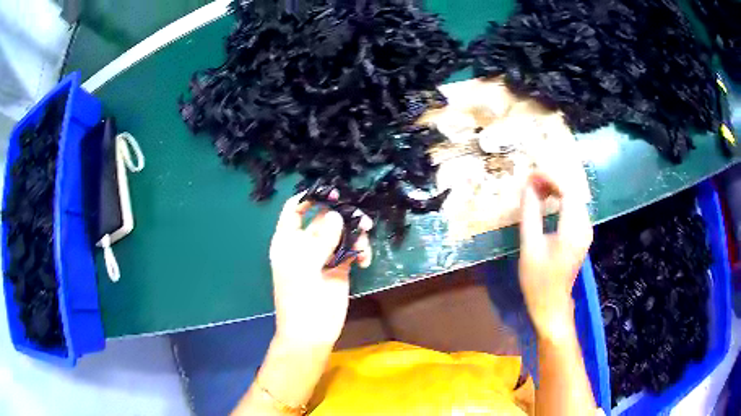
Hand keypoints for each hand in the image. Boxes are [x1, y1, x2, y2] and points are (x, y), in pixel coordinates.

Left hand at [269, 191, 372, 348]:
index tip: (332, 195)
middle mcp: (306, 244)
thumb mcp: (305, 266)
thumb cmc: (300, 299)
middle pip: (324, 218)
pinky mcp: (340, 268)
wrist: (312, 333)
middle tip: (361, 220)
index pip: (295, 209)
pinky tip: (364, 261)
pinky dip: (360, 250)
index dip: (310, 198)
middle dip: (342, 216)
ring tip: (363, 247)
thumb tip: (336, 215)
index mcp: (288, 240)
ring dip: (355, 234)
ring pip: (342, 233)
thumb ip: (321, 239)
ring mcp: (324, 256)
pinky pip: (352, 249)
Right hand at [518, 171, 592, 340]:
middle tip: (531, 178)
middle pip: (573, 190)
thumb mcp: (529, 246)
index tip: (531, 174)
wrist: (551, 304)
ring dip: (556, 187)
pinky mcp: (582, 233)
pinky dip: (560, 197)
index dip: (550, 177)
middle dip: (553, 179)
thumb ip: (530, 213)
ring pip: (574, 196)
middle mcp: (585, 226)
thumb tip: (528, 185)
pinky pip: (574, 206)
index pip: (568, 191)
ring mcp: (586, 230)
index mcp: (573, 230)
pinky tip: (547, 198)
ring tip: (535, 186)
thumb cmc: (538, 280)